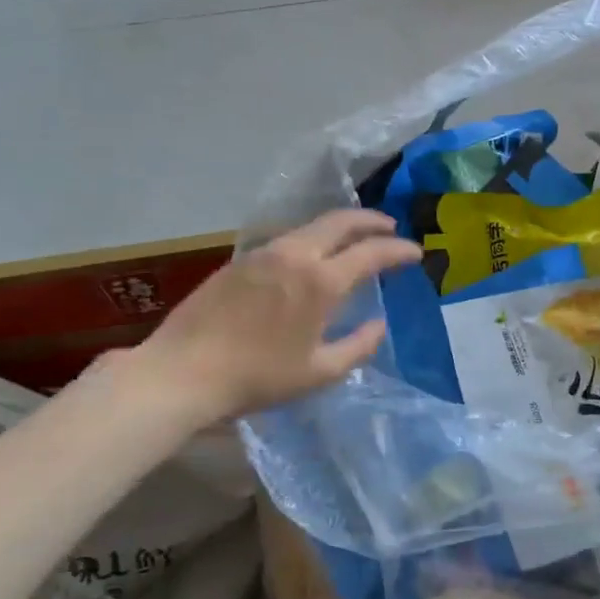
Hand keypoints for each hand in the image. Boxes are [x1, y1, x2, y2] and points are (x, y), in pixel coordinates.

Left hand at [138, 210, 421, 423]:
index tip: (416, 253)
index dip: (398, 249)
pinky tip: (311, 256)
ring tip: (353, 239)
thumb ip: (358, 346)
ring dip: (340, 227)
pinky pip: (287, 239)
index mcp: (320, 281)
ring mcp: (263, 253)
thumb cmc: (258, 377)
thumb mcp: (319, 372)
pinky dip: (311, 238)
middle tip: (390, 228)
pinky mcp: (240, 260)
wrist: (183, 371)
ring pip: (311, 226)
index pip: (371, 252)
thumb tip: (379, 324)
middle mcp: (295, 254)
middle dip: (371, 221)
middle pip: (341, 221)